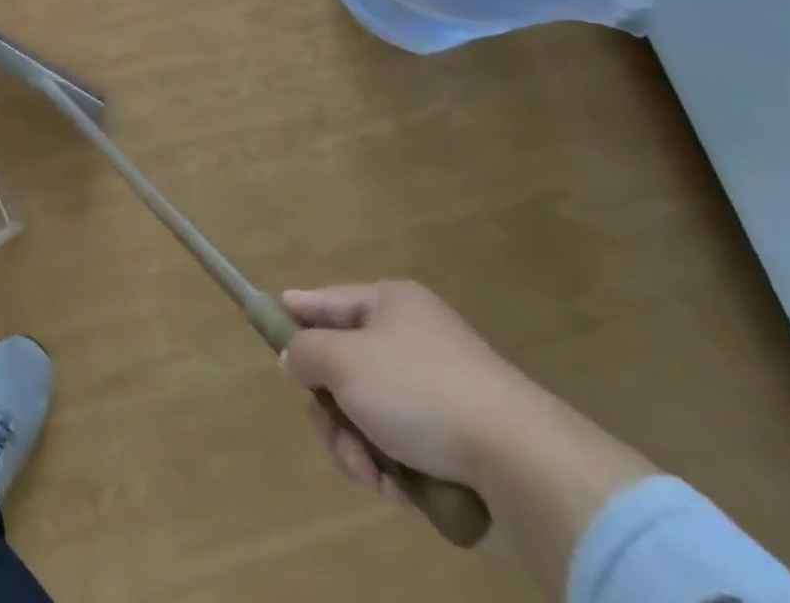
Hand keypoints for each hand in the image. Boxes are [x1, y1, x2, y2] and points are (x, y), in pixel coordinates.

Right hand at [280, 280, 537, 498]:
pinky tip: (397, 490)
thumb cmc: (419, 390)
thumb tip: (296, 357)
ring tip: (368, 472)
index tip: (269, 318)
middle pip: (346, 367)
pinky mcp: (459, 444)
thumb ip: (305, 352)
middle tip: (329, 429)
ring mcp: (439, 393)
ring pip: (370, 415)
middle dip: (330, 407)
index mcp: (391, 304)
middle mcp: (414, 341)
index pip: (330, 299)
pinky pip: (403, 449)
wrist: (520, 463)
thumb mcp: (343, 360)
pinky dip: (392, 470)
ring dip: (357, 446)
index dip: (298, 309)